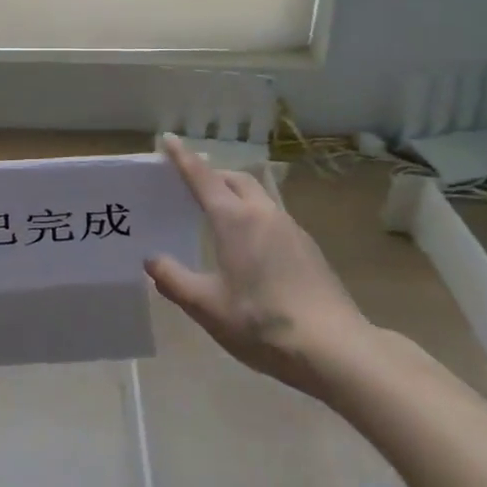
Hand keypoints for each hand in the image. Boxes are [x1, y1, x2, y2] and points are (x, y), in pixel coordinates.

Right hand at [146, 134, 369, 398]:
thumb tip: (152, 260)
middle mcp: (263, 214)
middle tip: (190, 185)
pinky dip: (253, 216)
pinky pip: (273, 217)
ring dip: (235, 194)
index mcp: (234, 220)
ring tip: (218, 215)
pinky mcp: (308, 248)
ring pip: (258, 196)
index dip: (182, 158)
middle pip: (234, 179)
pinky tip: (250, 247)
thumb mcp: (207, 307)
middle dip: (211, 175)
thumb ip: (174, 280)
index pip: (202, 177)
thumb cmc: (262, 323)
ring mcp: (291, 228)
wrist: (335, 348)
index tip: (167, 139)